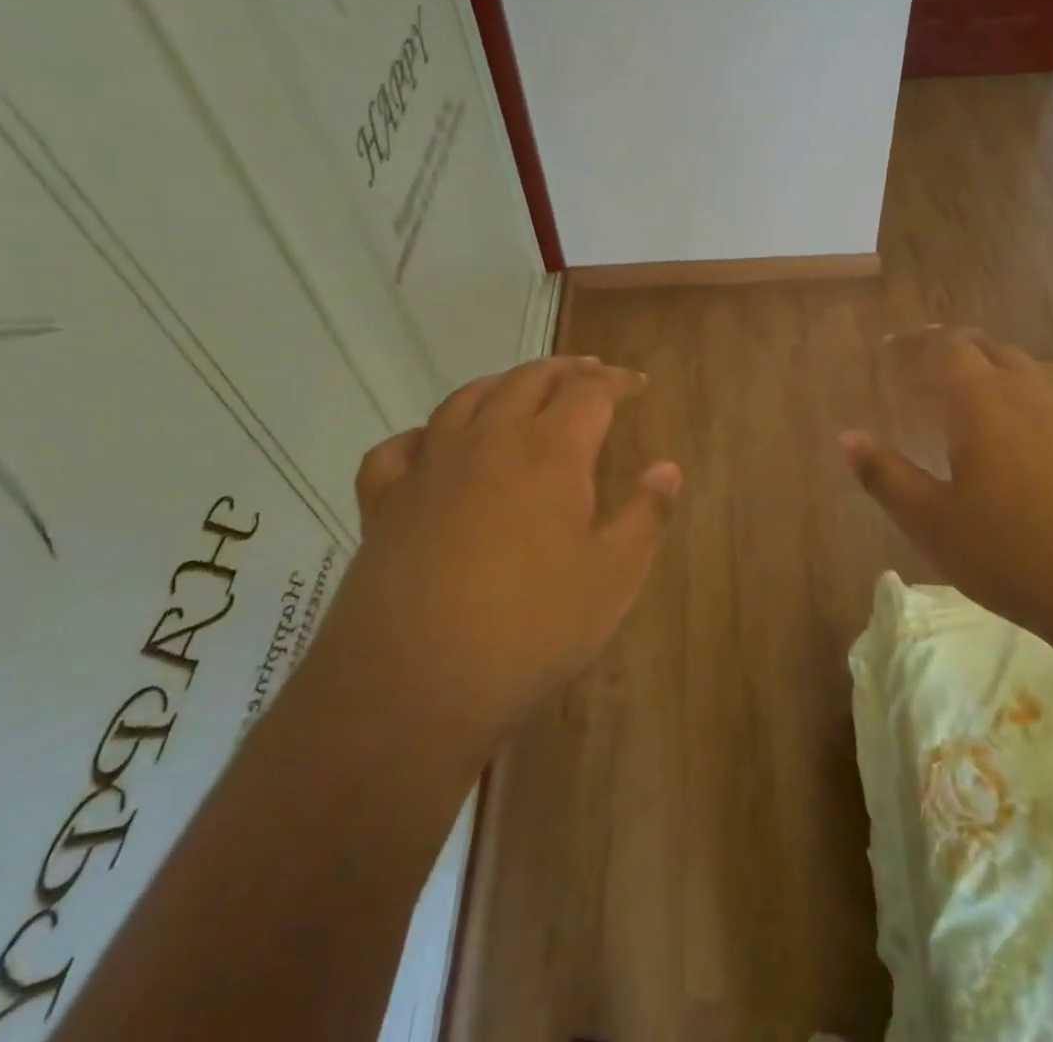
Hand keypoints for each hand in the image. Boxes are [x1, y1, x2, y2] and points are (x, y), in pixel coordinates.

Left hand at [329, 357, 680, 749]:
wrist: (414, 683)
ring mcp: (430, 466)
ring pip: (466, 398)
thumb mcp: (614, 577)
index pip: (591, 391)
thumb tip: (668, 468)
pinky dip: (423, 434)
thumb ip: (645, 515)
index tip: (638, 385)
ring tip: (522, 390)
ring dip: (503, 384)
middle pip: (529, 379)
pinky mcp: (384, 501)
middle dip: (566, 370)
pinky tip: (433, 447)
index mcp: (550, 451)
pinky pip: (399, 448)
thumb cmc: (532, 628)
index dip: (618, 382)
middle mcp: (489, 440)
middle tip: (590, 373)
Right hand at [840, 328, 1052, 668]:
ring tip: (989, 401)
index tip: (894, 350)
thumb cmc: (1019, 558)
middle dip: (958, 351)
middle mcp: (1036, 388)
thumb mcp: (934, 525)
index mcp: (983, 400)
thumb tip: (848, 437)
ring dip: (1005, 374)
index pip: (944, 348)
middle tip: (934, 369)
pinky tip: (1051, 440)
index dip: (915, 344)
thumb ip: (885, 476)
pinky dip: (1048, 403)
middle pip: (991, 349)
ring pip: (1037, 371)